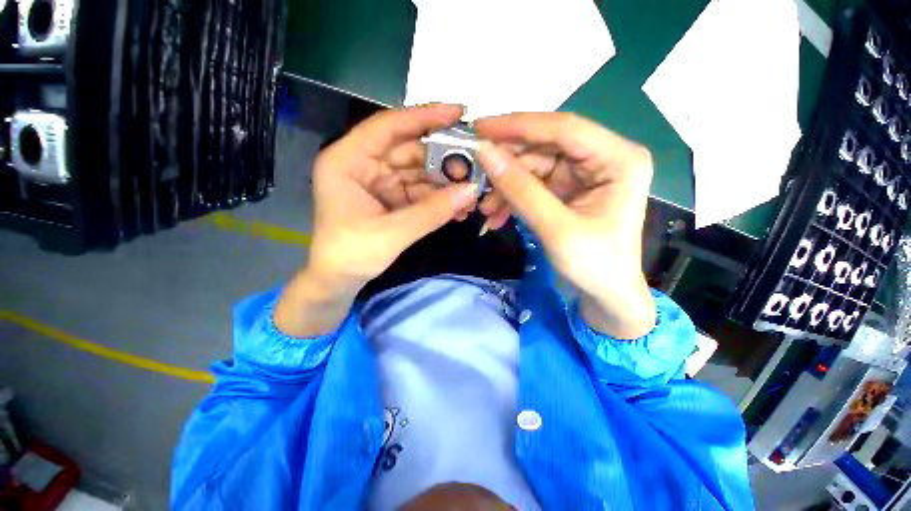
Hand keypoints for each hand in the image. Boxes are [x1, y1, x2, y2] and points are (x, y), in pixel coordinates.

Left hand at [275, 104, 478, 336]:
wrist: (339, 281)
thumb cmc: (351, 255)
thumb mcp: (392, 233)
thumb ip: (432, 212)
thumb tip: (472, 191)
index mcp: (348, 161)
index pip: (389, 126)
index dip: (424, 117)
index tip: (459, 112)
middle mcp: (365, 164)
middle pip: (410, 150)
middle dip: (444, 160)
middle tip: (476, 167)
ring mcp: (380, 181)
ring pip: (420, 172)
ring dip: (446, 183)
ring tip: (472, 192)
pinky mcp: (392, 198)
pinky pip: (421, 191)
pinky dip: (440, 198)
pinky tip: (459, 206)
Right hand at [475, 113, 654, 338]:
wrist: (605, 295)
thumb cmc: (593, 265)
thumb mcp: (555, 228)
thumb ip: (520, 189)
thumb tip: (484, 152)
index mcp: (618, 159)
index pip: (563, 129)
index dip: (519, 126)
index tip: (480, 128)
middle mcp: (603, 157)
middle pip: (545, 148)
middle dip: (508, 166)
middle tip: (475, 176)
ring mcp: (583, 173)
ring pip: (534, 167)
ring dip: (506, 187)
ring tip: (485, 210)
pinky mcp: (568, 189)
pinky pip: (533, 185)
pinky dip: (513, 198)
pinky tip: (497, 215)